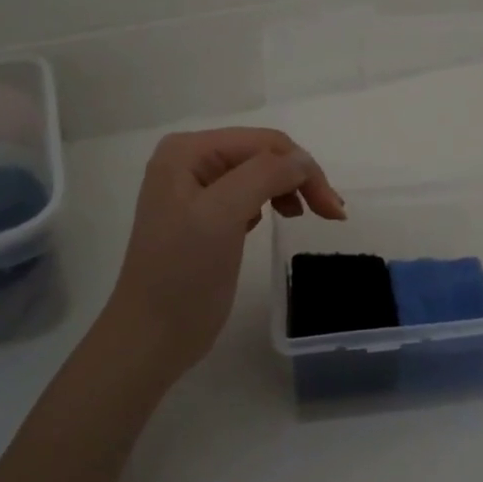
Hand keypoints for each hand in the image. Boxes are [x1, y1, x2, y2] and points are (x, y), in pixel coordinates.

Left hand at [105, 127, 344, 376]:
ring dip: (290, 189)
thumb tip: (303, 161)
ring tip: (304, 217)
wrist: (150, 338)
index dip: (302, 168)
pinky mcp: (205, 216)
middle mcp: (189, 161)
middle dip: (300, 178)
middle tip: (331, 214)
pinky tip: (271, 221)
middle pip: (264, 155)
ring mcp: (196, 189)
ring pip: (261, 173)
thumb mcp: (222, 215)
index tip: (332, 210)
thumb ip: (265, 175)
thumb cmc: (183, 274)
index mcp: (187, 151)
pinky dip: (271, 202)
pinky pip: (249, 194)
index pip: (264, 143)